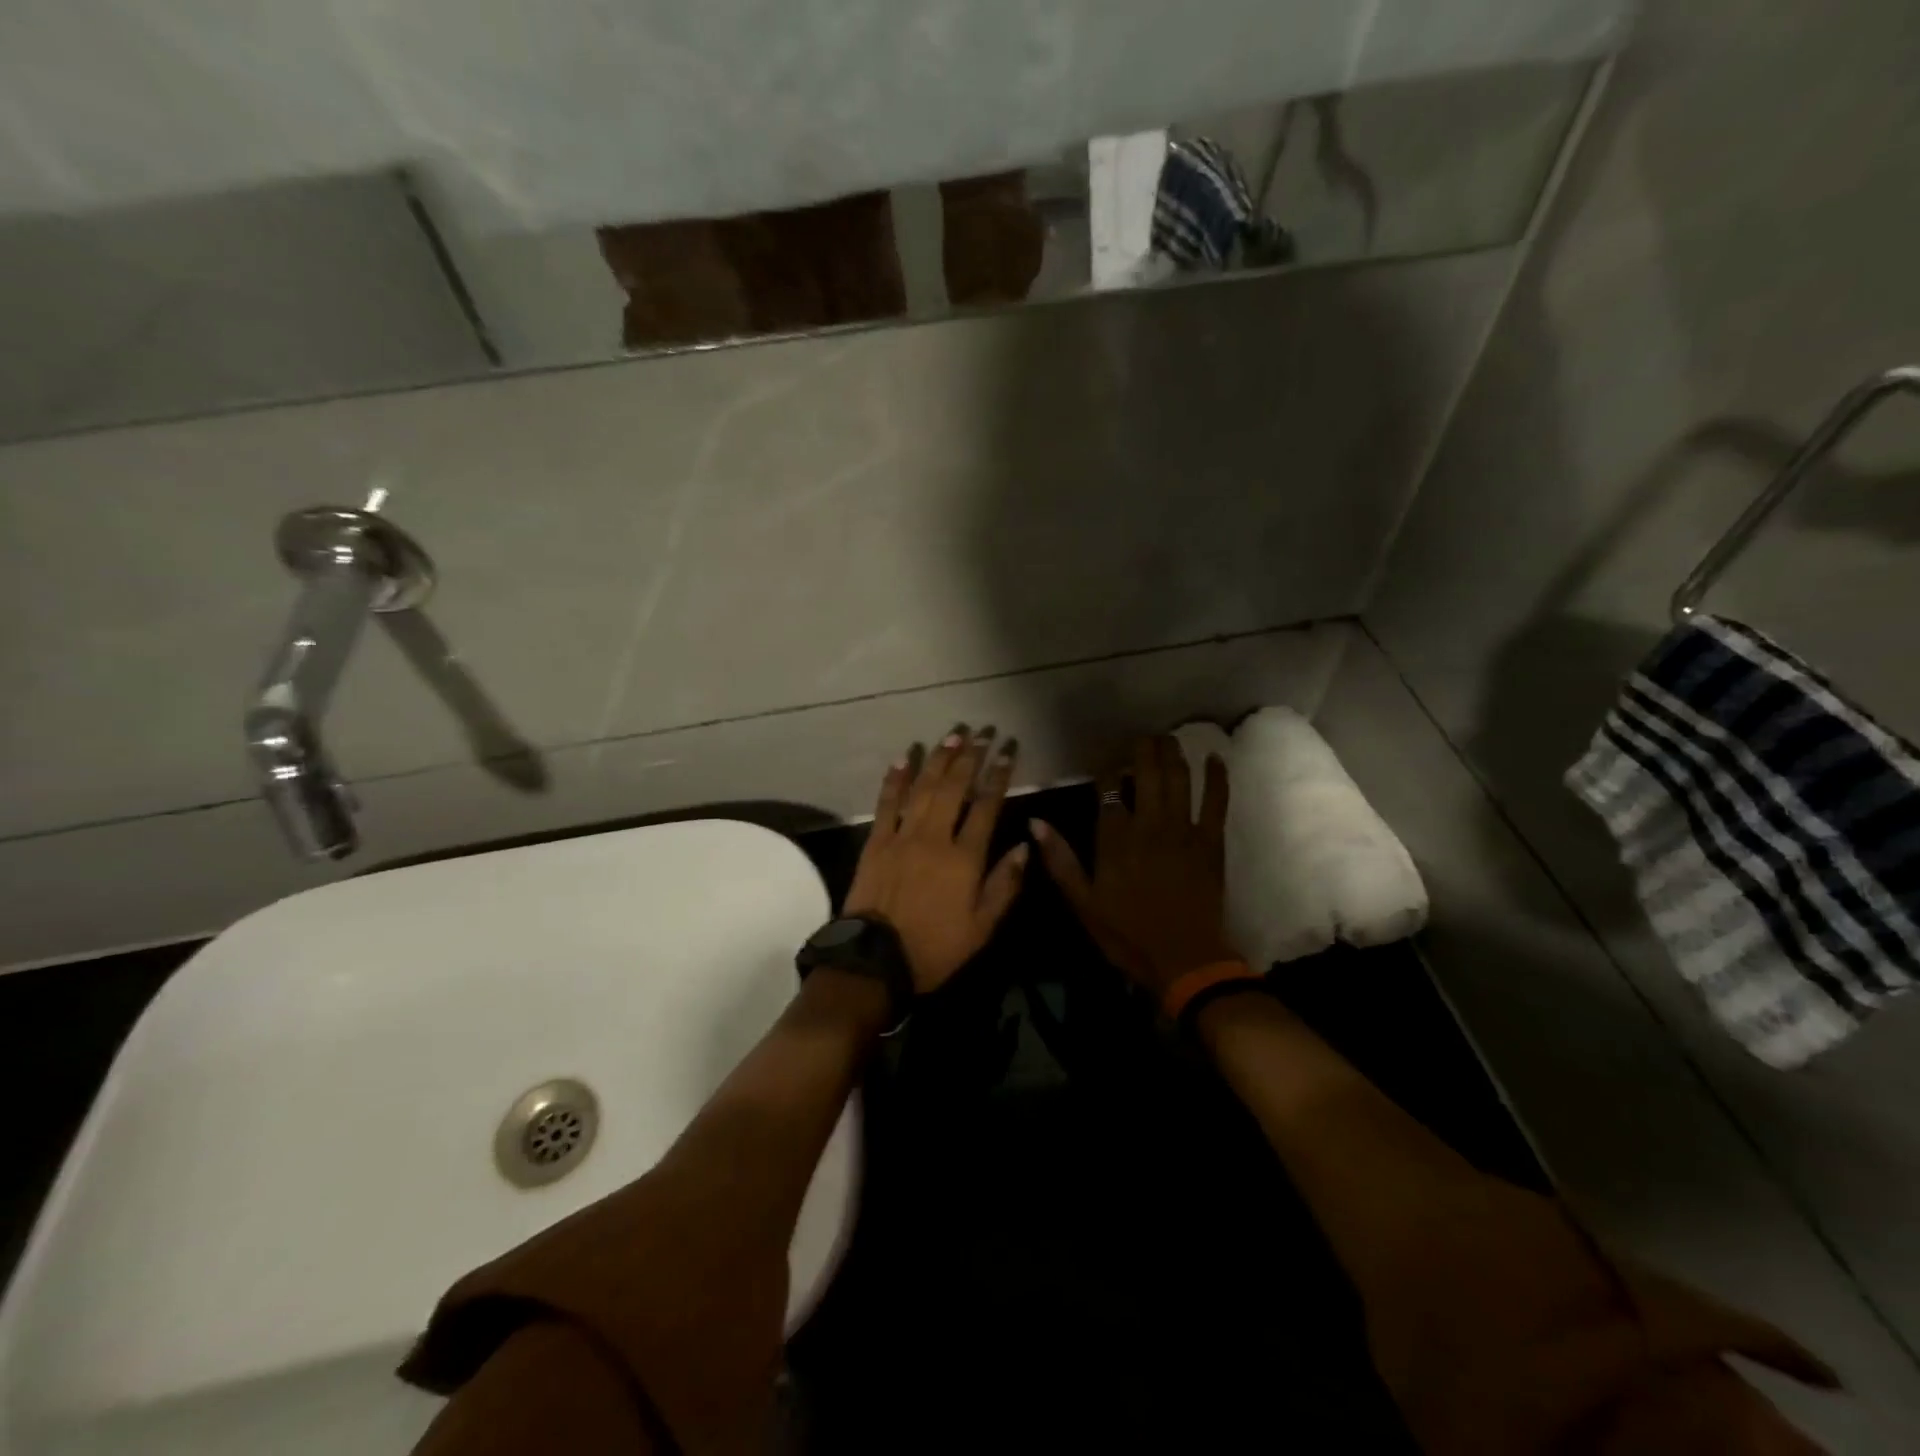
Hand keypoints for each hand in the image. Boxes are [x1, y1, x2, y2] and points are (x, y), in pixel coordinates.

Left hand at [844, 726, 1028, 993]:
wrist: (875, 960)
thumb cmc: (935, 948)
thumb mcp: (982, 927)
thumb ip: (1005, 884)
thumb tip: (1025, 845)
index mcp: (964, 858)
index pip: (986, 806)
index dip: (999, 775)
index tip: (1008, 750)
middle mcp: (935, 837)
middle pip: (954, 787)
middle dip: (970, 757)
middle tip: (981, 732)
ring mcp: (902, 836)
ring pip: (923, 788)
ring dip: (938, 760)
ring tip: (951, 736)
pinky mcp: (876, 842)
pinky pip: (887, 803)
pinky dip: (895, 779)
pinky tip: (903, 759)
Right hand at [1033, 735, 1235, 1000]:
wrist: (1185, 960)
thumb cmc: (1128, 935)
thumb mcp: (1083, 903)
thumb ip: (1060, 860)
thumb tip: (1035, 823)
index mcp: (1115, 838)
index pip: (1108, 789)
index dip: (1106, 768)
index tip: (1105, 758)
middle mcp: (1149, 824)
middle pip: (1146, 773)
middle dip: (1143, 749)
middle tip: (1142, 735)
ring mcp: (1183, 830)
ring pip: (1179, 779)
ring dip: (1174, 754)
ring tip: (1169, 738)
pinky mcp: (1211, 842)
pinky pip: (1216, 802)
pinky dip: (1217, 778)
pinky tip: (1216, 758)